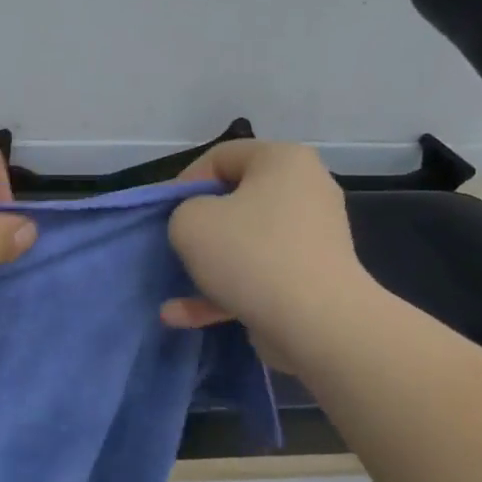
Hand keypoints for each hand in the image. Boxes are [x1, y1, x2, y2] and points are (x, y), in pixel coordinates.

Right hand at [159, 140, 376, 370]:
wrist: (317, 324)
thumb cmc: (250, 254)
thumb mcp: (189, 221)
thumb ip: (182, 212)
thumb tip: (201, 226)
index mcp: (283, 161)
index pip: (221, 157)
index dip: (184, 182)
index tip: (165, 214)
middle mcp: (305, 191)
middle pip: (235, 201)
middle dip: (198, 226)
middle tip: (174, 245)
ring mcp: (311, 238)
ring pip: (245, 244)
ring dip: (206, 266)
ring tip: (172, 289)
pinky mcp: (311, 279)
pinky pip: (258, 276)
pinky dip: (224, 292)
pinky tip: (183, 316)